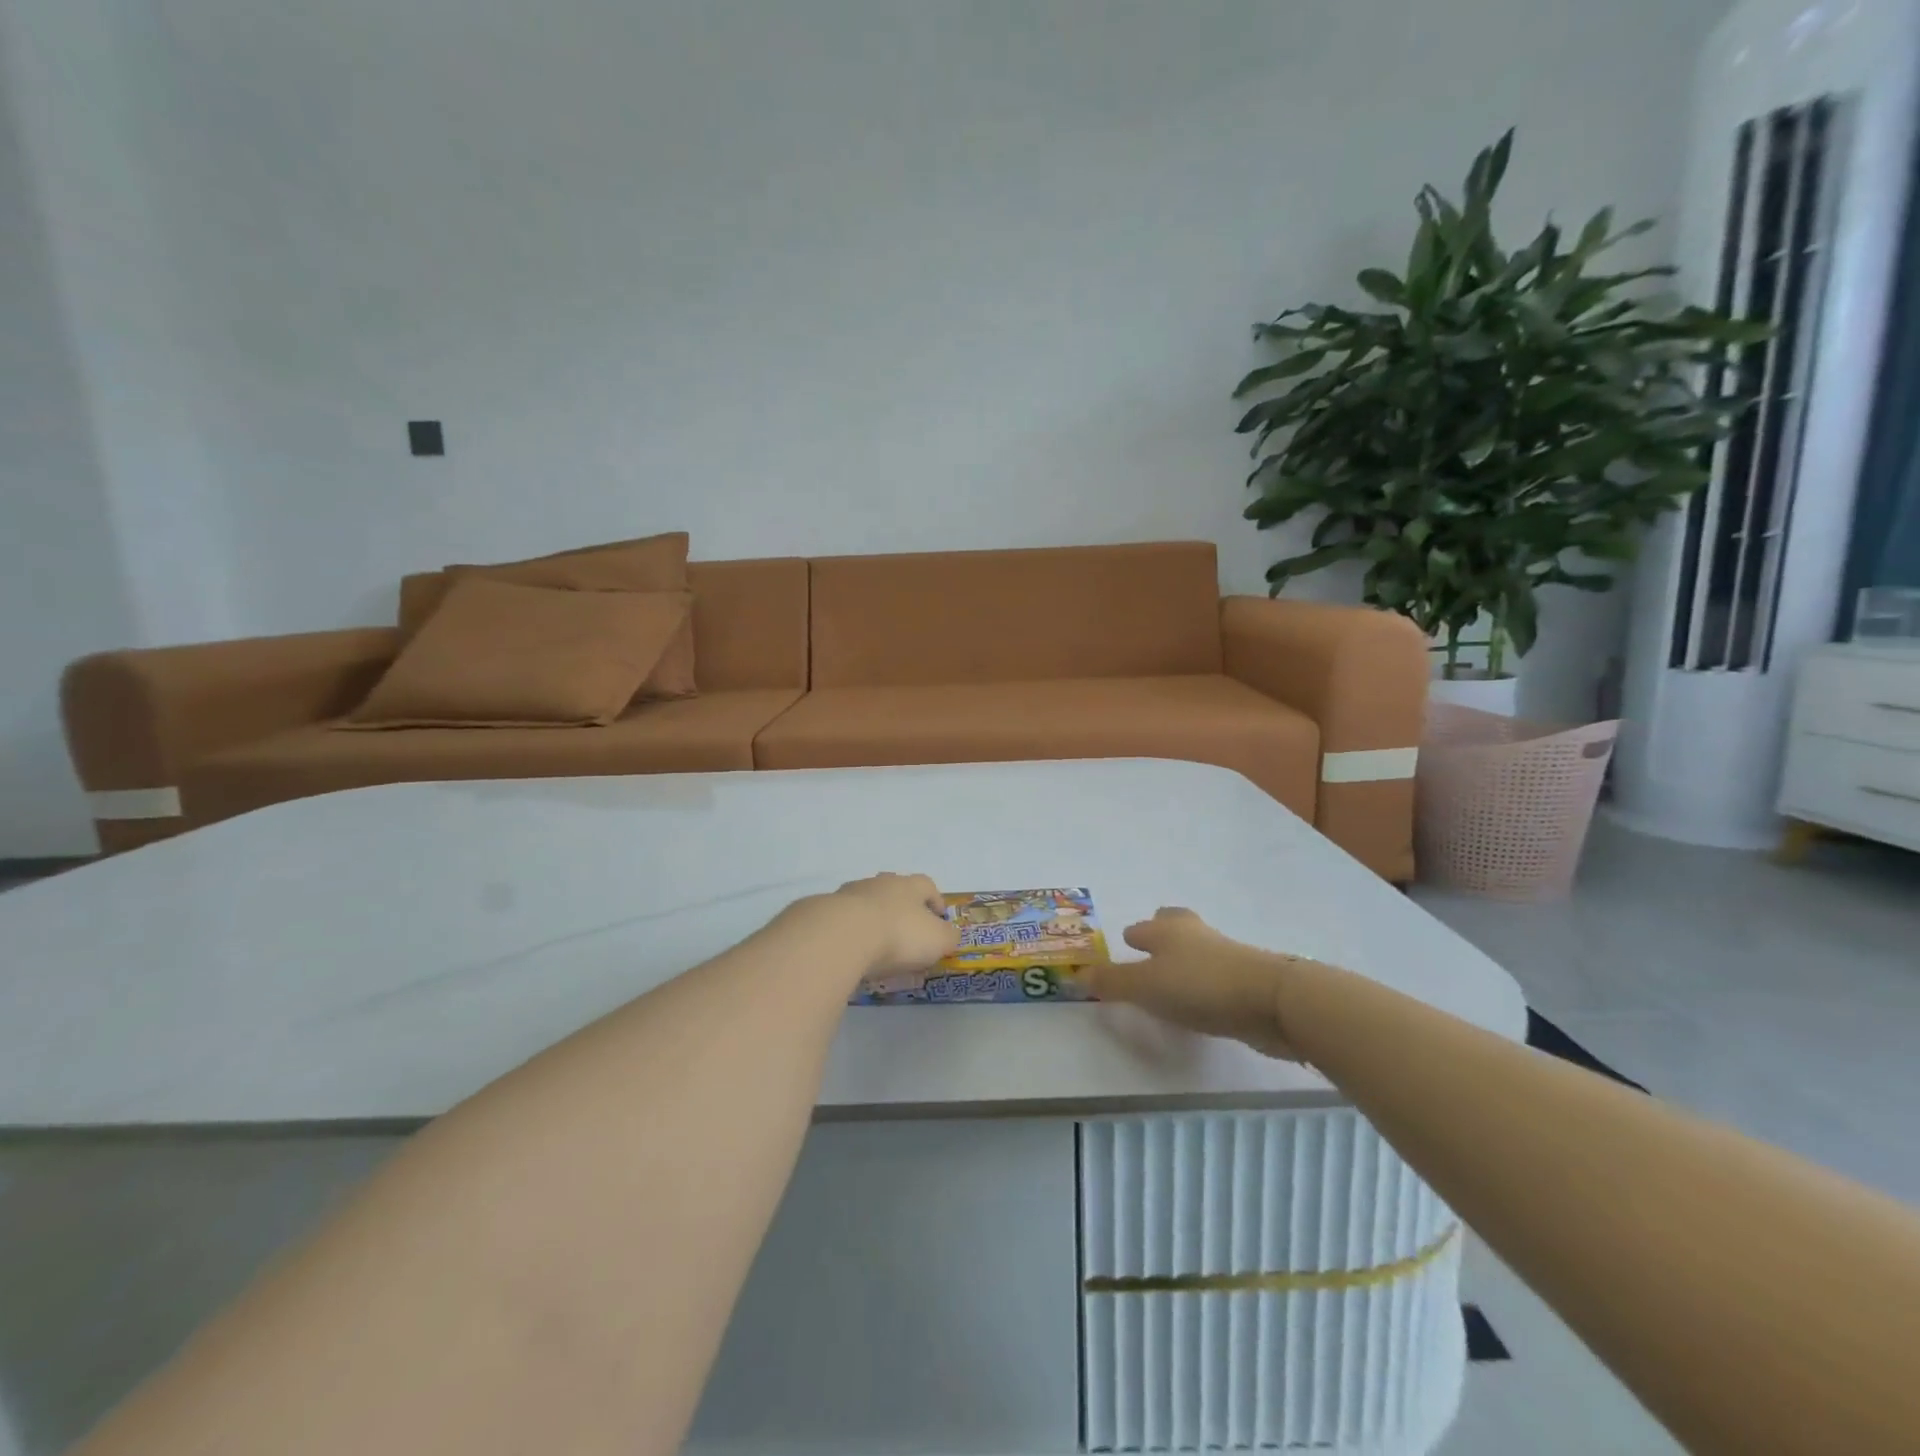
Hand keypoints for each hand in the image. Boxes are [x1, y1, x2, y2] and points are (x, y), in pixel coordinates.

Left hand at [789, 873, 959, 978]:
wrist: (842, 935)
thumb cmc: (898, 935)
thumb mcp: (937, 940)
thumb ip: (948, 936)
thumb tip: (950, 935)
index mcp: (909, 886)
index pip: (927, 886)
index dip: (935, 900)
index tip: (938, 917)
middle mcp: (880, 883)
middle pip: (894, 889)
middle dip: (901, 906)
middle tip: (906, 929)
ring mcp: (850, 894)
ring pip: (866, 902)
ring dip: (873, 917)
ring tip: (876, 943)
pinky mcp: (825, 912)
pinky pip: (843, 920)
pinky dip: (850, 932)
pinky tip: (852, 950)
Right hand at [1087, 908, 1301, 1060]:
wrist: (1272, 1001)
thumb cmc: (1200, 986)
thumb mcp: (1146, 987)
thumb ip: (1112, 983)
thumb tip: (1077, 974)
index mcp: (1167, 930)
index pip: (1142, 928)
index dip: (1132, 937)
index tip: (1125, 947)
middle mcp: (1194, 934)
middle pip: (1175, 925)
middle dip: (1162, 934)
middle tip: (1150, 950)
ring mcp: (1225, 954)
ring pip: (1197, 949)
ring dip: (1184, 959)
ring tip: (1172, 980)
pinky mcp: (1247, 979)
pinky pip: (1216, 974)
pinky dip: (1205, 982)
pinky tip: (1200, 1001)